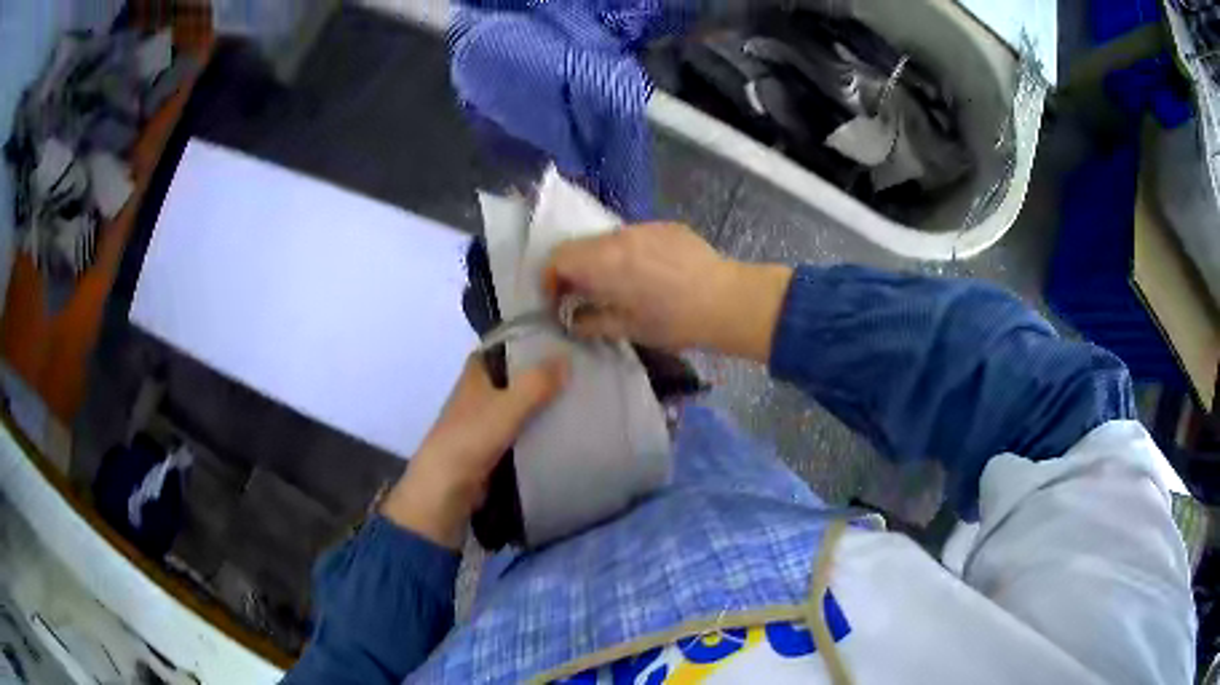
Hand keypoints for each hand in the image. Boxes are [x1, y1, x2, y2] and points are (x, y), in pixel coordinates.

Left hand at [381, 354, 567, 548]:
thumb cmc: (471, 437)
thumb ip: (536, 384)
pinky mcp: (491, 447)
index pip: (501, 347)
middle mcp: (478, 393)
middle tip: (577, 371)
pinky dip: (536, 430)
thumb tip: (568, 358)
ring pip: (517, 405)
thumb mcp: (508, 406)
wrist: (447, 486)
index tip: (557, 341)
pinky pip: (519, 431)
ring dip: (540, 404)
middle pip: (512, 377)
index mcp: (475, 374)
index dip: (525, 342)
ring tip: (578, 399)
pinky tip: (562, 431)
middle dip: (539, 375)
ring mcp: (483, 421)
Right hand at [544, 222, 792, 359]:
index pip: (558, 258)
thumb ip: (590, 321)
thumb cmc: (673, 321)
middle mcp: (619, 236)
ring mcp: (645, 227)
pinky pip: (636, 236)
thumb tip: (571, 318)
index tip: (557, 300)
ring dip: (602, 260)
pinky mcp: (666, 226)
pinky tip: (650, 274)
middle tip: (583, 295)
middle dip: (574, 269)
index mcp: (603, 261)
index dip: (550, 279)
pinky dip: (630, 253)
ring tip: (619, 285)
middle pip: (581, 245)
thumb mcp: (627, 328)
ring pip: (608, 239)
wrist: (726, 301)